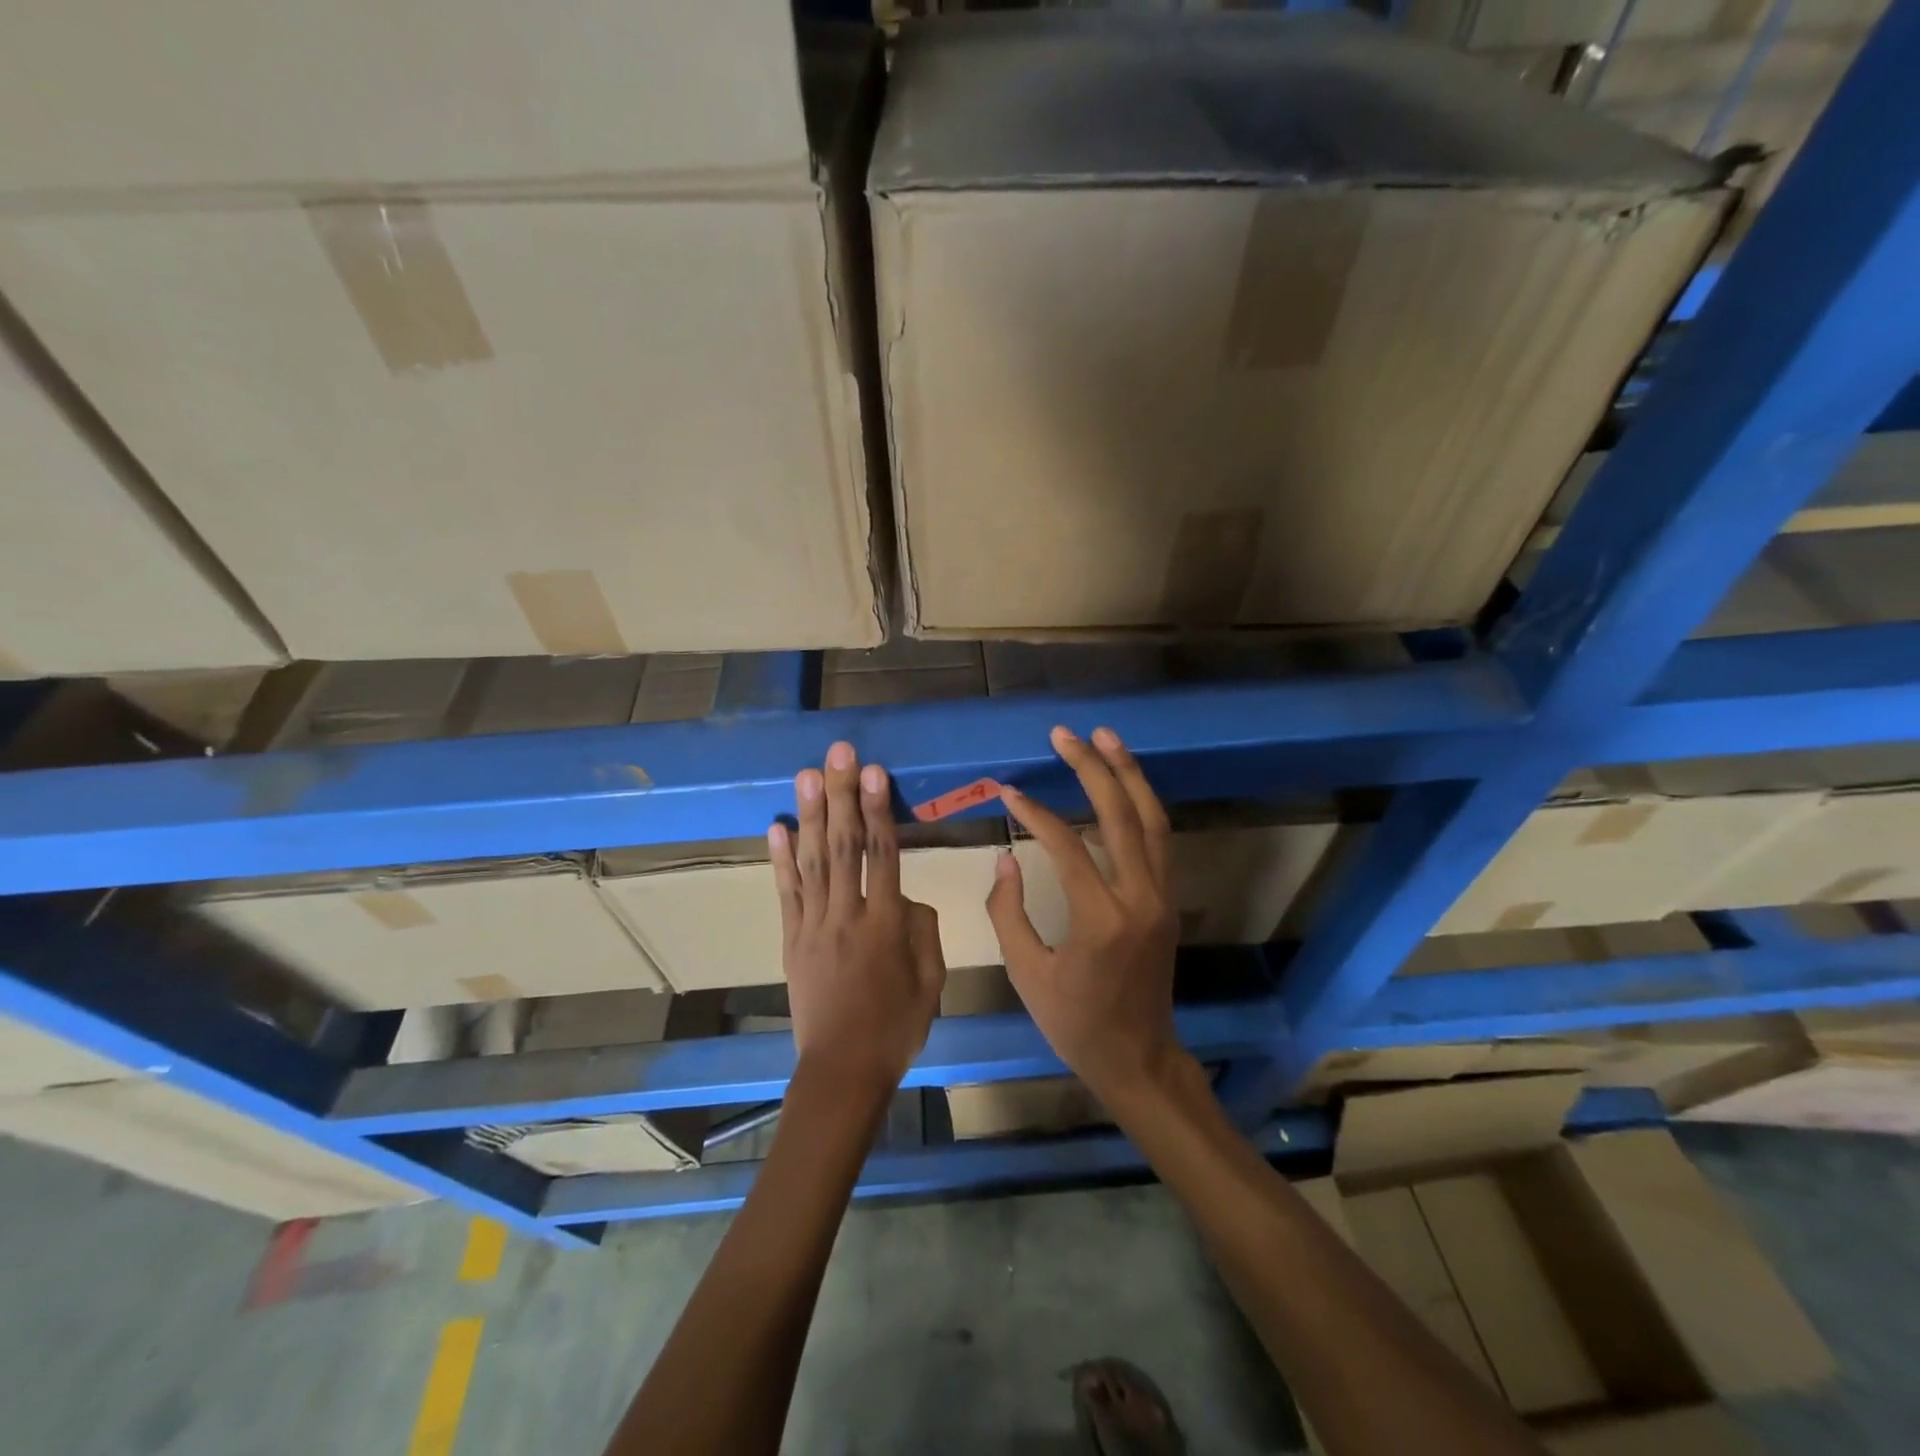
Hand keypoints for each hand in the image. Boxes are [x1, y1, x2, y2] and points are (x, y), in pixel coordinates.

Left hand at [771, 741, 945, 1100]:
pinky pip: (786, 893)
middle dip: (842, 795)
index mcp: (887, 924)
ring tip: (807, 774)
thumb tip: (906, 896)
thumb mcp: (932, 980)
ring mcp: (814, 925)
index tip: (874, 772)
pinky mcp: (792, 939)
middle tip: (839, 754)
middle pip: (844, 845)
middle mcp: (848, 914)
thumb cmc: (896, 1026)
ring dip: (809, 814)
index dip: (878, 809)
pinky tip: (776, 826)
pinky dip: (780, 859)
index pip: (883, 853)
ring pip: (812, 861)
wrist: (843, 1069)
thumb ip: (923, 930)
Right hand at [985, 726, 1190, 1106]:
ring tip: (1106, 737)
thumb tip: (1007, 857)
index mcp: (1101, 920)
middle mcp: (1140, 899)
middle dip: (1093, 768)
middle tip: (1066, 734)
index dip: (1034, 813)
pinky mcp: (1167, 901)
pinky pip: (1158, 840)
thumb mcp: (1027, 974)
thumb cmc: (1075, 1023)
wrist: (1138, 1058)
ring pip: (1152, 821)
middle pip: (1120, 816)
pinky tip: (1122, 784)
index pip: (1066, 845)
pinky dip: (1140, 805)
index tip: (1009, 791)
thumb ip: (1009, 911)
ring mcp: (1161, 897)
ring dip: (1129, 775)